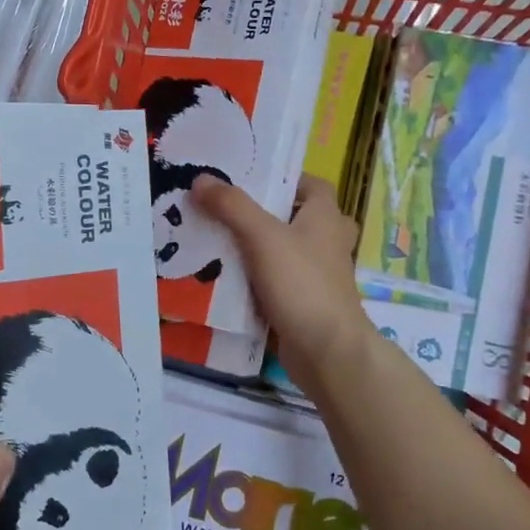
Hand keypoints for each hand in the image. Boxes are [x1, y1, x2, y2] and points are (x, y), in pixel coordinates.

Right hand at [193, 174, 370, 393]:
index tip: (251, 180)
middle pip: (299, 218)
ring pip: (288, 252)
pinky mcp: (307, 303)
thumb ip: (231, 206)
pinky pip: (280, 282)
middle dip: (268, 215)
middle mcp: (328, 242)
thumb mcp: (262, 236)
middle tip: (230, 212)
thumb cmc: (302, 284)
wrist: (327, 351)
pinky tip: (229, 279)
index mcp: (326, 217)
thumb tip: (201, 178)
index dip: (286, 179)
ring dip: (262, 248)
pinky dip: (260, 279)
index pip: (313, 185)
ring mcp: (320, 276)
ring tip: (221, 241)